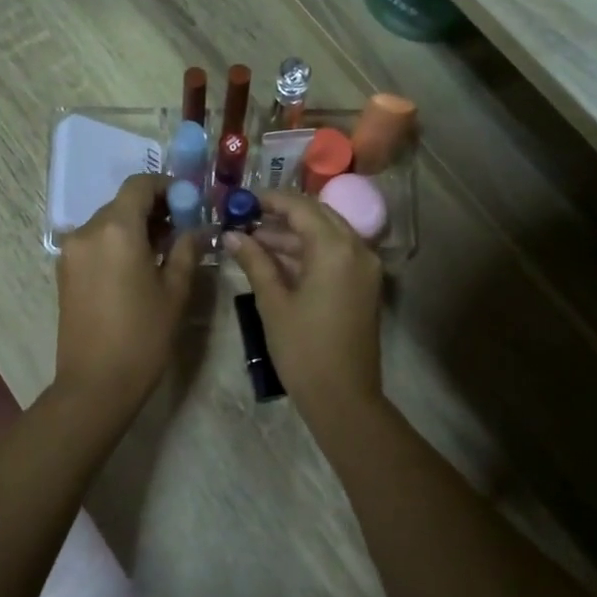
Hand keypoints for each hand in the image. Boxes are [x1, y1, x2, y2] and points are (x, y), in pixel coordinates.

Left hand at [54, 174, 197, 408]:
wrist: (95, 383)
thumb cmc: (143, 335)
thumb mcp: (175, 291)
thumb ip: (186, 250)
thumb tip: (196, 229)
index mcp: (116, 230)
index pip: (139, 185)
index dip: (166, 186)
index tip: (188, 202)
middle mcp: (87, 231)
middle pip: (122, 203)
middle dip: (153, 209)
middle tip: (182, 229)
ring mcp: (71, 251)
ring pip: (108, 223)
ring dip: (135, 227)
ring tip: (163, 251)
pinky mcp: (65, 271)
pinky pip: (95, 243)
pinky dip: (117, 243)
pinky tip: (138, 267)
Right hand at [223, 191, 382, 415]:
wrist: (343, 397)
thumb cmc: (303, 349)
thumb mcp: (273, 302)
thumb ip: (255, 261)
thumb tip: (232, 235)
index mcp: (335, 248)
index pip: (301, 207)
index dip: (270, 200)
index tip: (241, 200)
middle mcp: (357, 249)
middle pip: (317, 216)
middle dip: (282, 214)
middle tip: (246, 218)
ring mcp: (365, 267)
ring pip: (327, 235)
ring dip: (293, 234)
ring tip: (252, 239)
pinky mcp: (364, 285)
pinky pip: (335, 254)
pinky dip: (308, 252)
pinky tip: (276, 259)